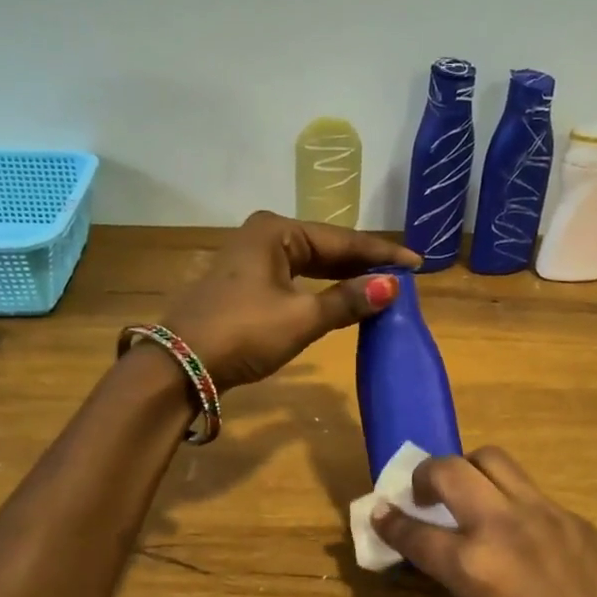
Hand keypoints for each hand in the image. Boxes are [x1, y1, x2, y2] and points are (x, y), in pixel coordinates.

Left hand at [158, 213, 420, 388]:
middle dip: (363, 263)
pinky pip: (295, 279)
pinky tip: (341, 298)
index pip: (342, 240)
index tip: (417, 263)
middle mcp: (263, 236)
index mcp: (276, 231)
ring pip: (310, 264)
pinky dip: (320, 288)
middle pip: (326, 247)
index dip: (382, 253)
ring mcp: (251, 259)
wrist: (180, 365)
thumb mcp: (301, 318)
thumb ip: (347, 301)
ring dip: (343, 277)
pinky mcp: (245, 284)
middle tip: (402, 276)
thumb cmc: (243, 332)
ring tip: (380, 287)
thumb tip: (391, 287)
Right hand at [372, 448, 596, 596]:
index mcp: (474, 567)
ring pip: (494, 460)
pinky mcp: (576, 518)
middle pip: (450, 469)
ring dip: (469, 471)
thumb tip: (446, 564)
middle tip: (422, 497)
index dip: (389, 522)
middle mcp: (504, 527)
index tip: (378, 512)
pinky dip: (509, 499)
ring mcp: (545, 515)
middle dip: (424, 475)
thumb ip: (459, 589)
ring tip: (467, 498)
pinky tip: (517, 531)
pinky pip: (531, 491)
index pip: (415, 531)